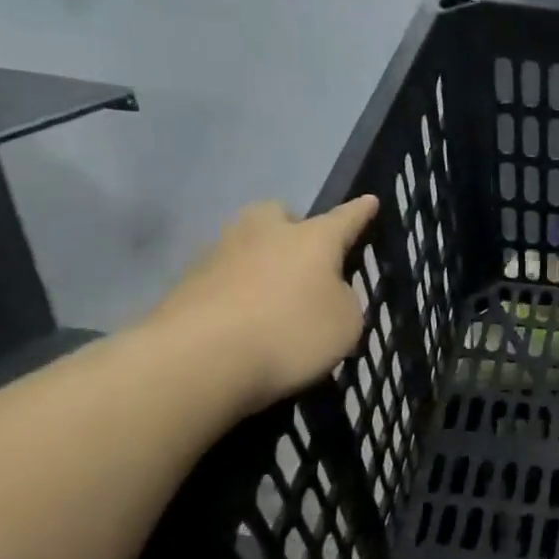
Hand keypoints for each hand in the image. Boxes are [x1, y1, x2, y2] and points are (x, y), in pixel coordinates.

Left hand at [146, 196, 379, 414]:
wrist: (199, 358)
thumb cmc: (290, 333)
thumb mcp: (345, 324)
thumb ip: (343, 301)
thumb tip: (325, 292)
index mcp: (312, 238)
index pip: (344, 218)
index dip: (360, 212)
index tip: (370, 201)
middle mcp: (265, 234)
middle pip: (279, 214)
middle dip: (292, 227)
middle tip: (302, 257)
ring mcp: (220, 254)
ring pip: (247, 244)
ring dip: (261, 261)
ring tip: (272, 298)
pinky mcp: (188, 283)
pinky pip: (223, 278)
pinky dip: (236, 292)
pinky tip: (243, 321)